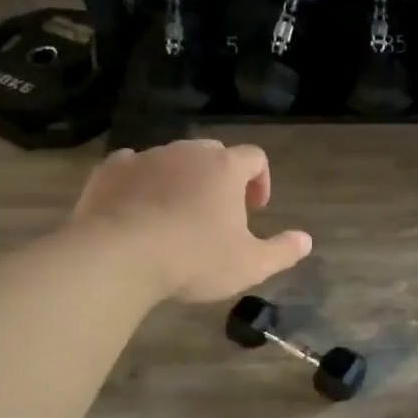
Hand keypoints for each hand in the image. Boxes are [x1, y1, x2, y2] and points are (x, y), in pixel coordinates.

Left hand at [72, 141, 310, 302]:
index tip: (255, 210)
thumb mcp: (250, 265)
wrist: (117, 258)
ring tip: (177, 215)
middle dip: (221, 178)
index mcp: (226, 168)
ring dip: (181, 180)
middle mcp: (188, 153)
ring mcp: (146, 157)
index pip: (255, 157)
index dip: (261, 180)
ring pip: (173, 159)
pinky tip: (139, 209)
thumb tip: (307, 240)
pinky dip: (142, 182)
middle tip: (218, 213)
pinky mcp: (110, 171)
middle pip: (214, 153)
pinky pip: (133, 167)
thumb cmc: (194, 259)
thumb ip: (283, 251)